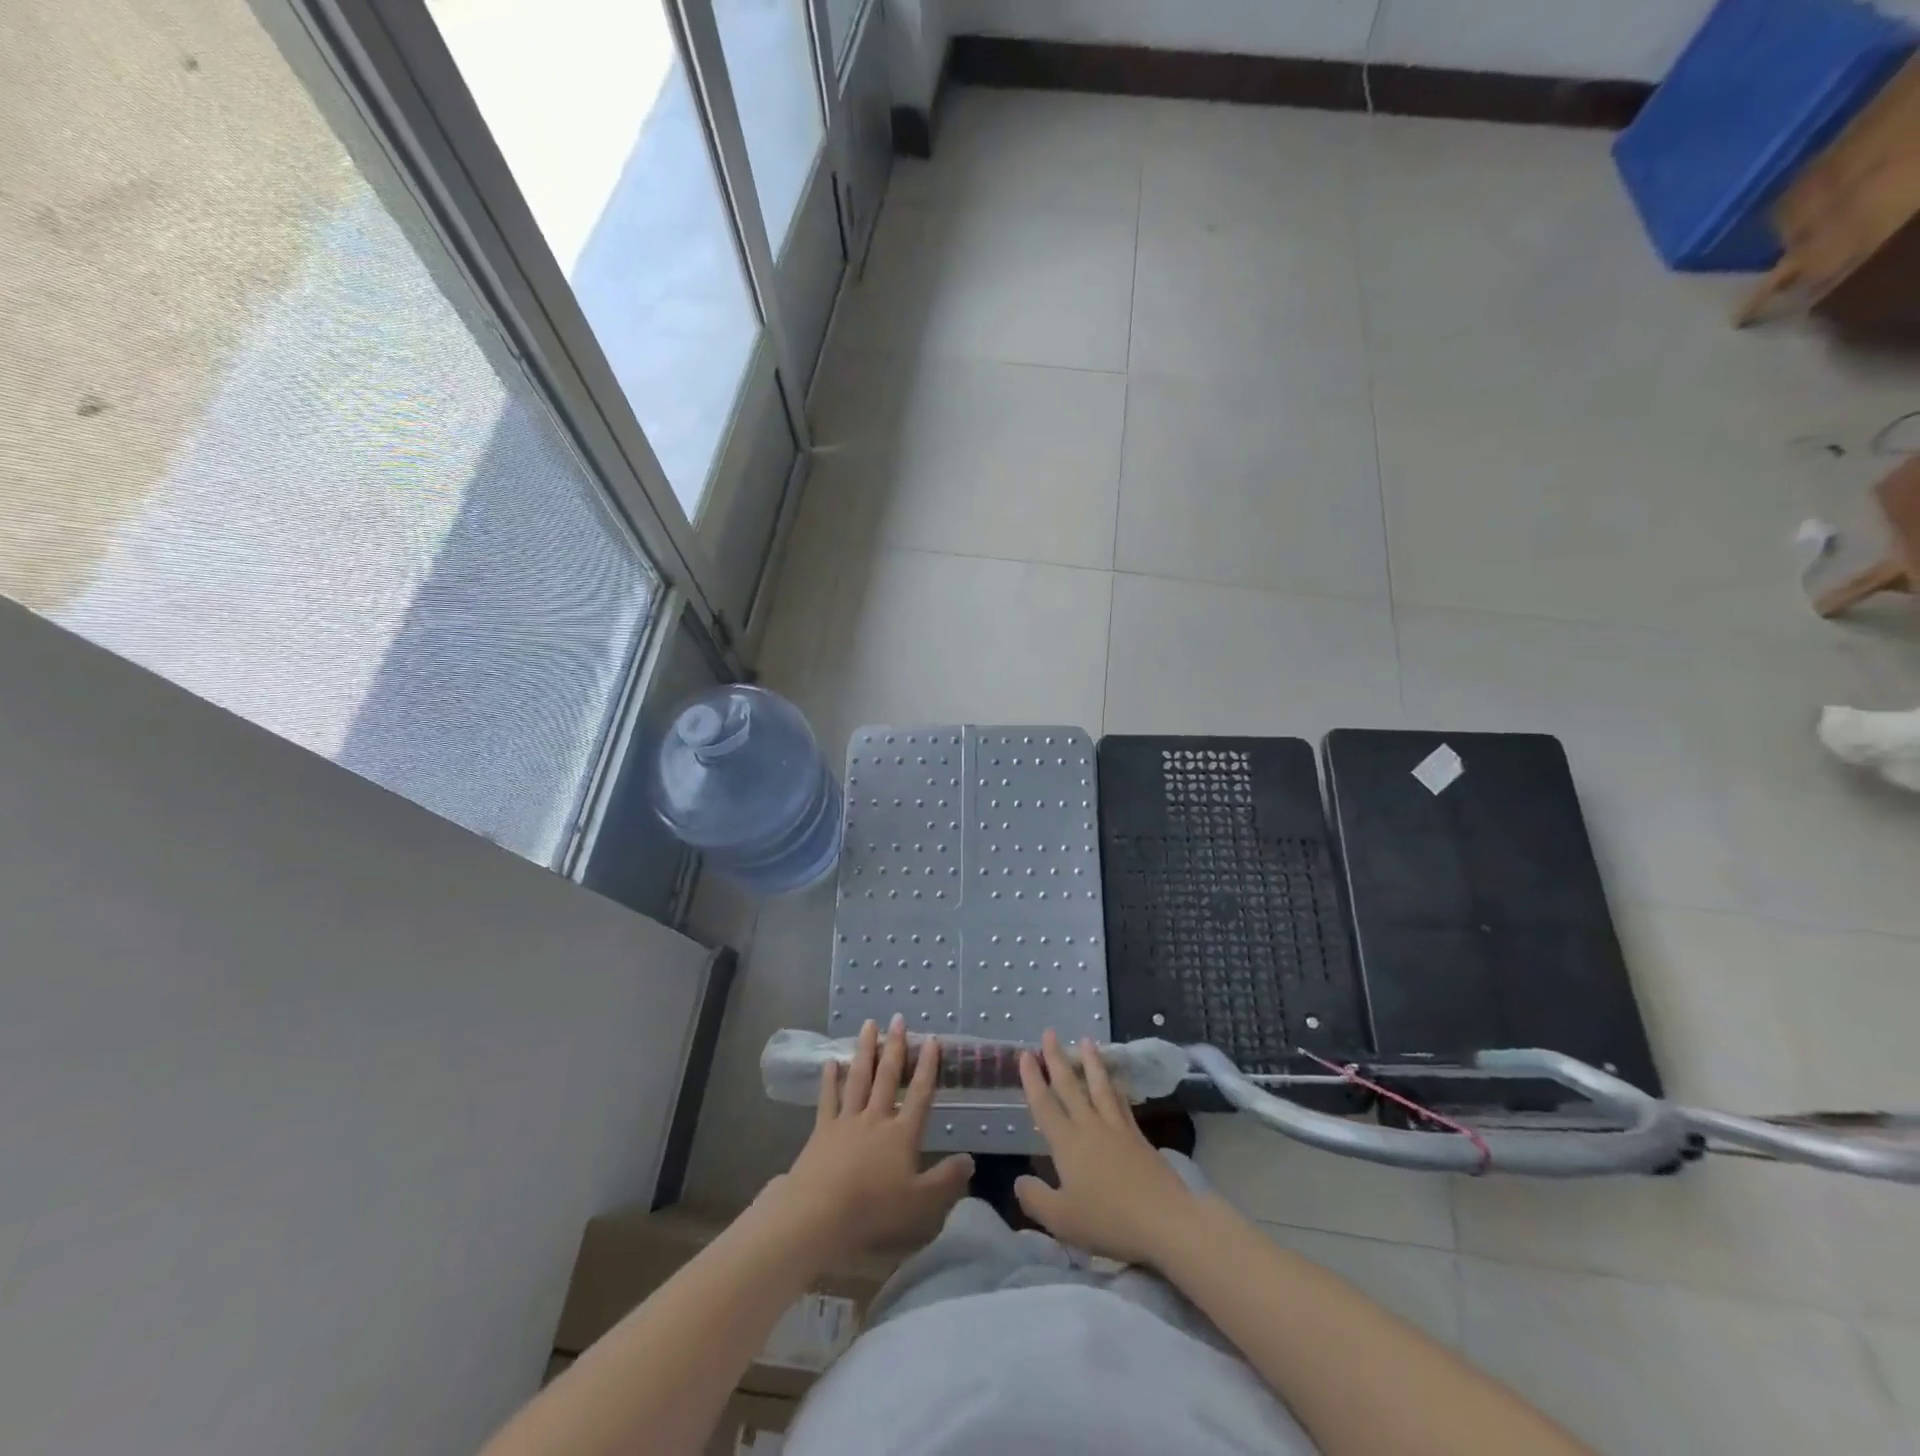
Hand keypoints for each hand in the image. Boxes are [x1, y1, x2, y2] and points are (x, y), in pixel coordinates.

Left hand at [769, 1016, 973, 1257]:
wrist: (818, 1218)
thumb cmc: (874, 1214)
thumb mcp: (921, 1207)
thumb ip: (947, 1181)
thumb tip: (970, 1159)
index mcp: (902, 1134)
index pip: (919, 1094)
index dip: (927, 1067)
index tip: (932, 1040)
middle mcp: (875, 1119)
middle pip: (887, 1077)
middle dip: (896, 1047)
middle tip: (898, 1018)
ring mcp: (846, 1122)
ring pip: (859, 1078)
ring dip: (865, 1050)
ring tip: (869, 1025)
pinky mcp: (821, 1132)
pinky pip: (828, 1098)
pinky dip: (830, 1079)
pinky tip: (832, 1062)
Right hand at [1016, 1030, 1200, 1266]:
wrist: (1164, 1220)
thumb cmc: (1108, 1220)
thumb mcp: (1061, 1219)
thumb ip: (1035, 1199)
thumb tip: (1019, 1180)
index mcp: (1066, 1143)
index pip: (1044, 1105)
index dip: (1033, 1080)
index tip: (1026, 1054)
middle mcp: (1089, 1126)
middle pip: (1070, 1086)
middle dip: (1057, 1058)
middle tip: (1049, 1032)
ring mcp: (1117, 1129)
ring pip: (1099, 1086)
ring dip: (1090, 1062)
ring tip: (1086, 1040)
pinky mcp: (1138, 1137)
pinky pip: (1121, 1102)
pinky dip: (1115, 1086)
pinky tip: (1115, 1081)